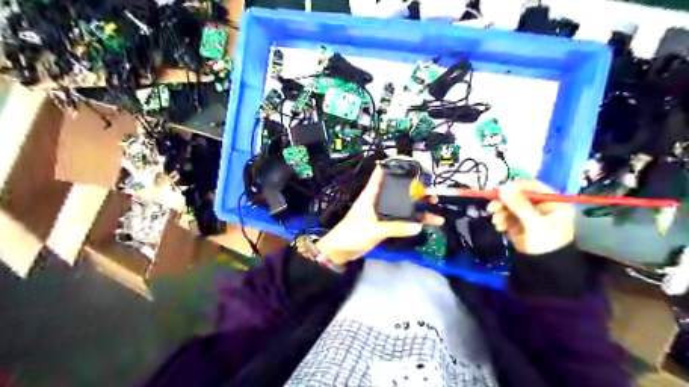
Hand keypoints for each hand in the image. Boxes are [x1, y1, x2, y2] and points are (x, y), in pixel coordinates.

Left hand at [316, 164, 443, 263]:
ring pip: (402, 205)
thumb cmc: (352, 233)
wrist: (341, 251)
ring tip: (434, 204)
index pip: (381, 173)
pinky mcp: (385, 225)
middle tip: (430, 190)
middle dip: (414, 188)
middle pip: (398, 189)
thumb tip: (418, 227)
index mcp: (371, 194)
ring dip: (417, 205)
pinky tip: (426, 223)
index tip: (412, 163)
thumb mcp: (373, 229)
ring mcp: (382, 213)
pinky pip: (402, 220)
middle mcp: (378, 200)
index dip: (394, 165)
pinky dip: (413, 221)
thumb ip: (395, 228)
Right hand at [484, 179, 576, 254]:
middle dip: (504, 202)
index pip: (533, 186)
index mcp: (553, 202)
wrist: (543, 269)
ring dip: (500, 212)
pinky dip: (501, 219)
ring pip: (510, 205)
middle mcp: (541, 205)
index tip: (500, 191)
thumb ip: (519, 205)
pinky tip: (499, 228)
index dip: (516, 187)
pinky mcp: (519, 222)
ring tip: (496, 222)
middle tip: (491, 208)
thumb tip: (503, 187)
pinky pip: (506, 215)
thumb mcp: (534, 223)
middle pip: (518, 195)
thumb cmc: (545, 244)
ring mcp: (529, 214)